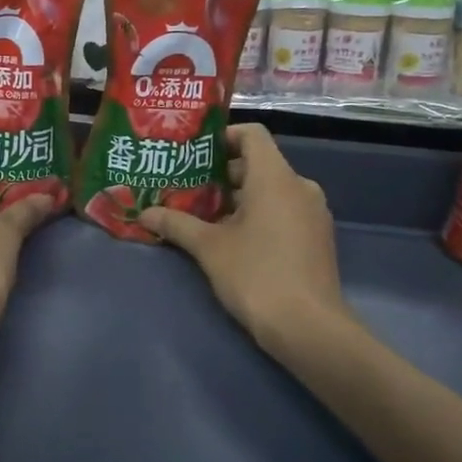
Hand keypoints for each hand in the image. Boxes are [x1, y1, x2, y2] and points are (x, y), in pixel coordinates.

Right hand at [138, 123, 350, 356]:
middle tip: (187, 189)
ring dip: (238, 200)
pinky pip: (284, 212)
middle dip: (222, 175)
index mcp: (275, 177)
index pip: (252, 134)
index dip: (223, 137)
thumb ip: (176, 224)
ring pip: (271, 192)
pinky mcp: (317, 238)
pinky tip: (233, 241)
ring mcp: (313, 213)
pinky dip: (259, 216)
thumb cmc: (256, 275)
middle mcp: (300, 186)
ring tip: (203, 217)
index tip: (194, 154)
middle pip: (258, 165)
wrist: (308, 327)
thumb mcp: (209, 248)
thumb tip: (145, 213)